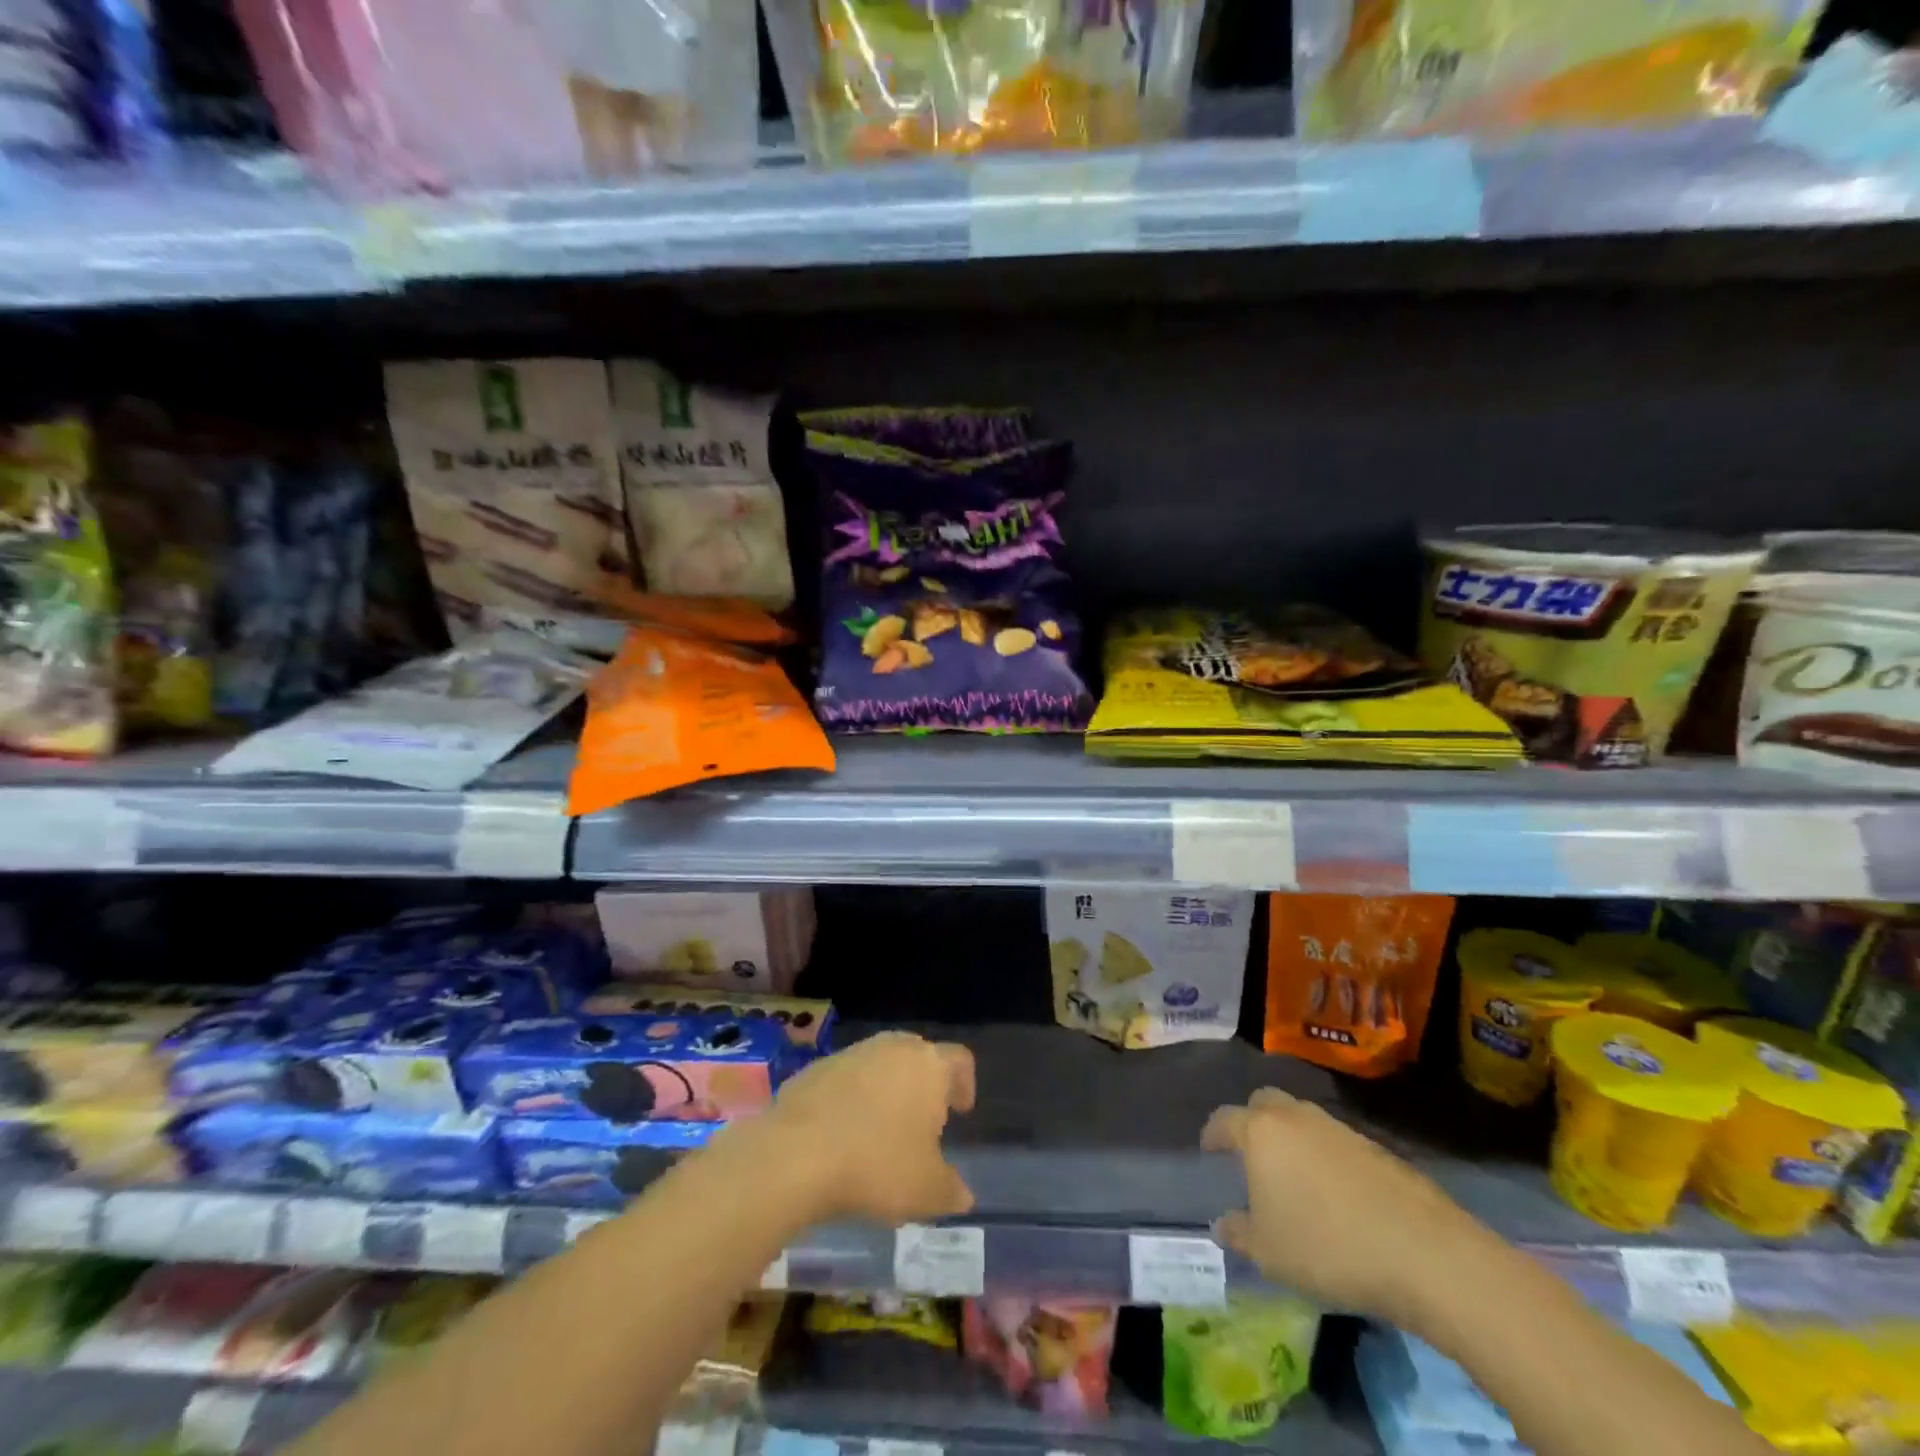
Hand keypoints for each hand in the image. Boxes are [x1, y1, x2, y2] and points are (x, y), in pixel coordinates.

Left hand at [756, 1032, 975, 1226]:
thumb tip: (963, 1195)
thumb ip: (952, 1190)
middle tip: (922, 1120)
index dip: (965, 1083)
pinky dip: (851, 1098)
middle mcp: (893, 1047)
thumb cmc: (876, 1165)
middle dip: (924, 1084)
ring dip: (886, 1090)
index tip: (960, 1110)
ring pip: (880, 1064)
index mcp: (929, 1066)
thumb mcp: (927, 1191)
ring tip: (880, 1130)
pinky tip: (843, 1133)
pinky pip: (846, 1079)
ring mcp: (852, 1053)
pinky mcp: (817, 1067)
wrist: (797, 1153)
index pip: (960, 1059)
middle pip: (918, 1055)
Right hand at [1203, 1087, 1489, 1325]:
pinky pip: (1335, 1141)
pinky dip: (1326, 1157)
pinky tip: (1336, 1194)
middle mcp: (1295, 1117)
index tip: (1209, 1152)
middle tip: (1251, 1155)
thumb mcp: (1270, 1254)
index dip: (1213, 1135)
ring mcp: (1338, 1127)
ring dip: (1292, 1138)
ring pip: (1302, 1119)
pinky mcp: (1376, 1146)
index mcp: (1260, 1132)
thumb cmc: (1328, 1247)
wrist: (1424, 1254)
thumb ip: (1240, 1234)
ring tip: (1294, 1177)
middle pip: (1263, 1102)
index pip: (1224, 1120)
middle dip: (1252, 1121)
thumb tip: (1223, 1224)